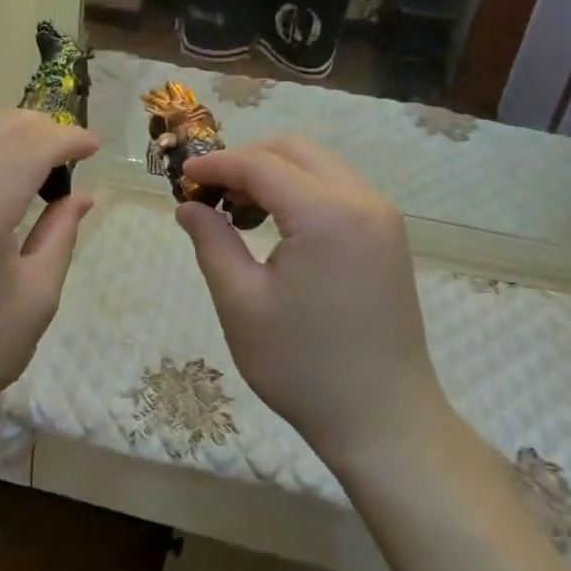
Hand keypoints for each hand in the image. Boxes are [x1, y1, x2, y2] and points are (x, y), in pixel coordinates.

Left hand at [0, 108, 97, 447]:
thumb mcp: (33, 302)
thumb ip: (60, 236)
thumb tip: (82, 194)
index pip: (32, 143)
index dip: (70, 137)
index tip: (95, 147)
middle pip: (0, 122)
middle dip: (44, 127)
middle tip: (69, 155)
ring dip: (8, 127)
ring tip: (34, 156)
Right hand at [174, 135, 450, 465]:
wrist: (384, 420)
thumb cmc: (304, 366)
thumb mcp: (241, 303)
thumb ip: (212, 242)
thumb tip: (189, 207)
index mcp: (327, 214)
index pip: (261, 164)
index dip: (217, 165)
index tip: (182, 178)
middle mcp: (363, 201)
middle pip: (295, 150)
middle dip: (247, 159)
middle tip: (211, 192)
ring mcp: (382, 217)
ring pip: (319, 165)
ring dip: (275, 173)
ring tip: (239, 210)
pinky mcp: (388, 237)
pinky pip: (339, 189)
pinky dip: (302, 191)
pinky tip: (277, 224)